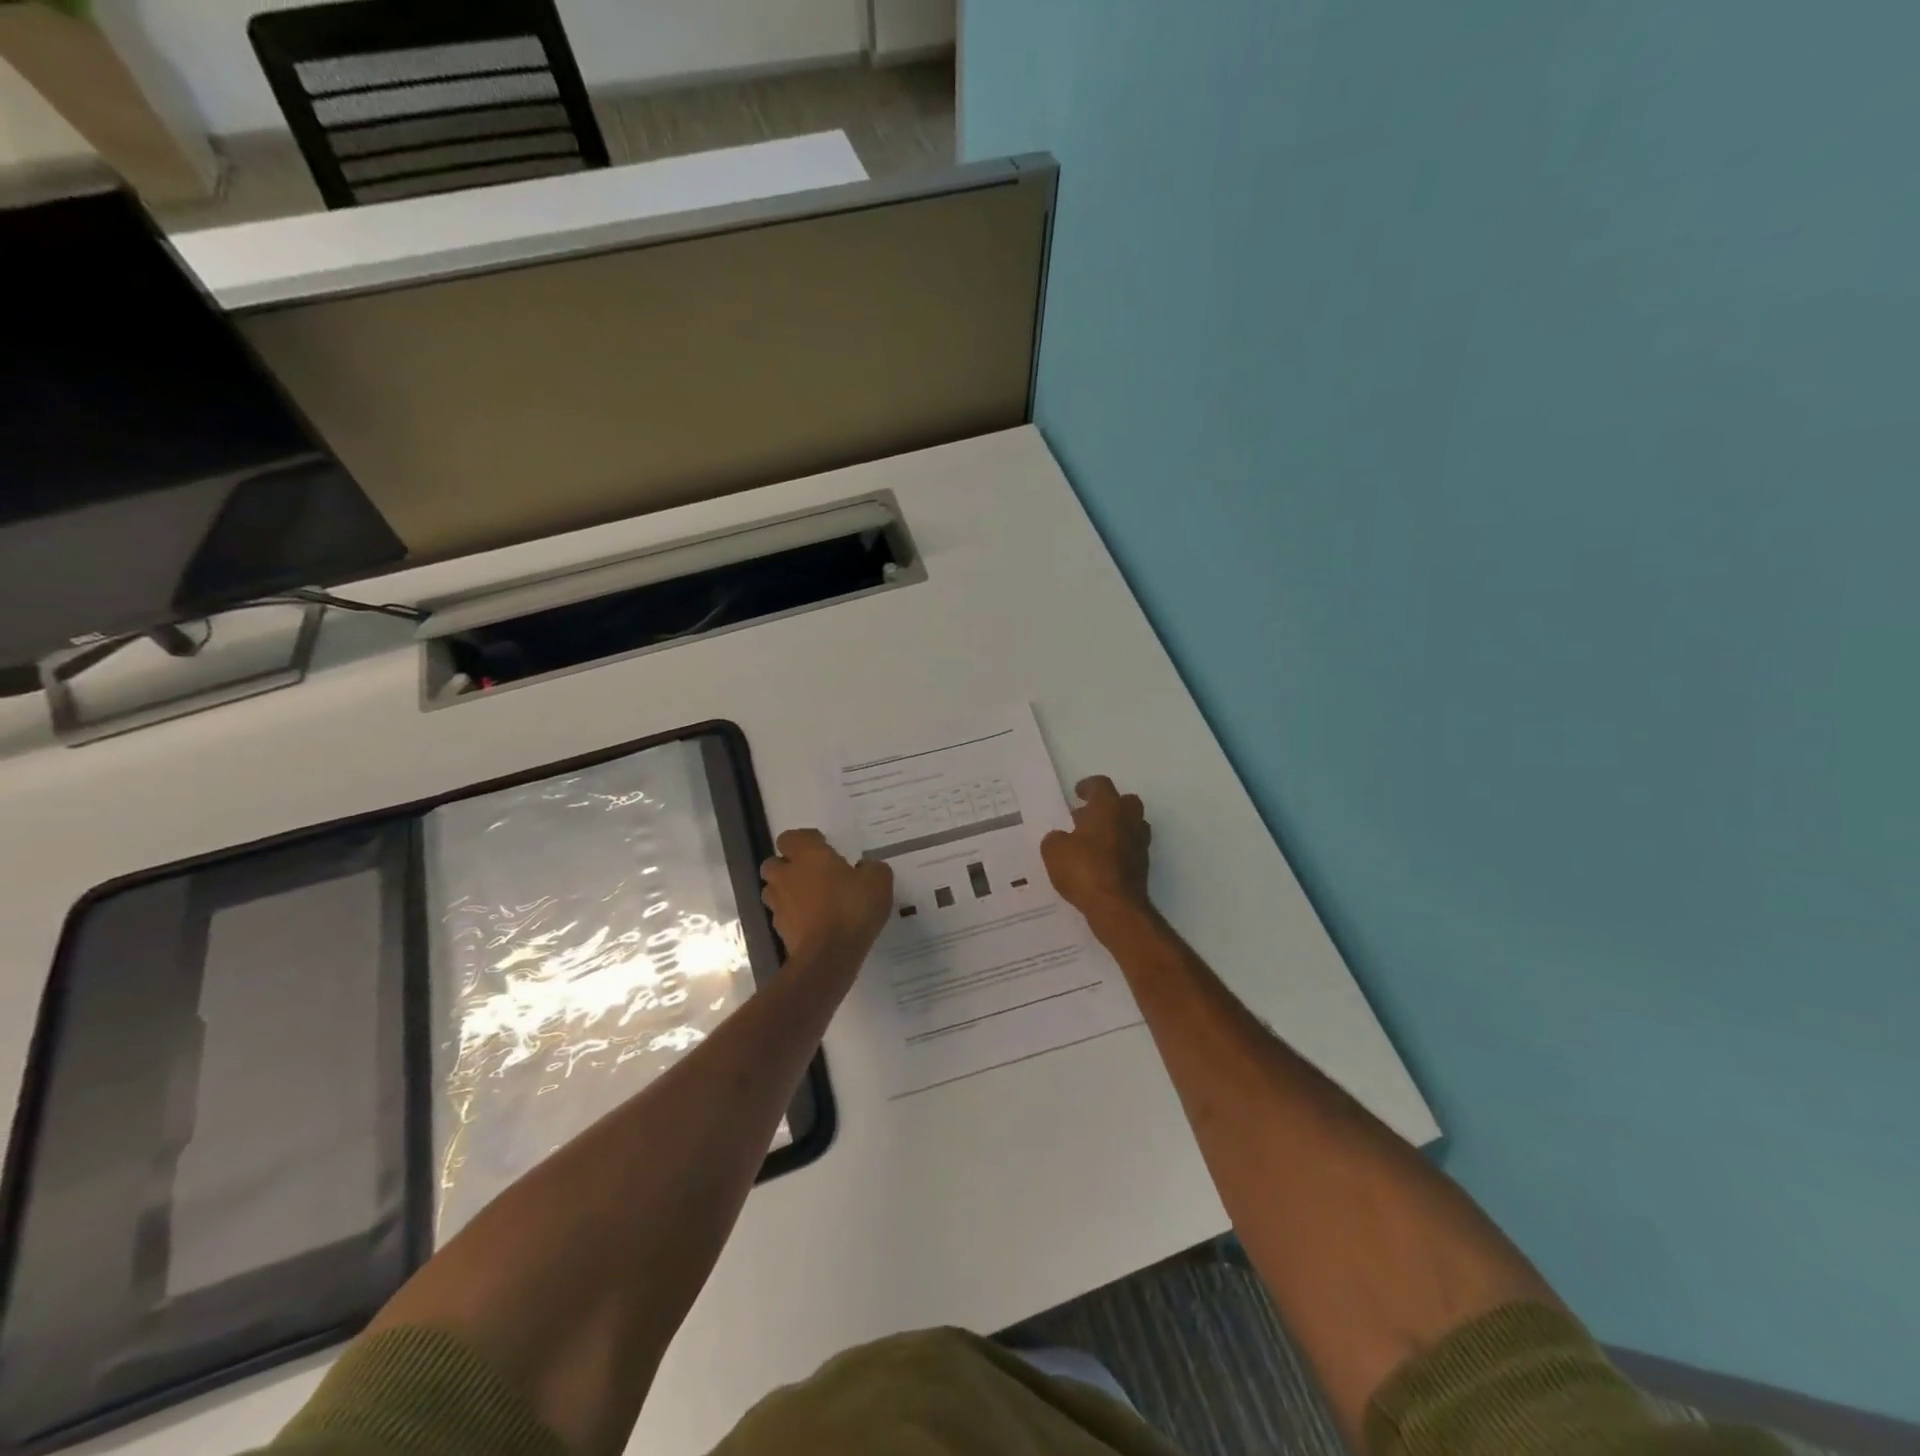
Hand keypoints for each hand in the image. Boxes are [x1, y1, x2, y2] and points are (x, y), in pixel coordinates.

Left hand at [761, 828, 893, 960]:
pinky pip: (782, 916)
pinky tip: (813, 922)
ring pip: (772, 890)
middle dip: (787, 866)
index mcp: (808, 856)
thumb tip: (866, 868)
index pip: (791, 837)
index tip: (823, 847)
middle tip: (812, 873)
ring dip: (786, 891)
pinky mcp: (780, 931)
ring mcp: (779, 905)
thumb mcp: (878, 881)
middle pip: (773, 863)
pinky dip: (793, 916)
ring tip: (810, 899)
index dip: (805, 840)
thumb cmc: (852, 909)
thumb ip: (872, 868)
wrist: (829, 955)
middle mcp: (787, 876)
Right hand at [1041, 776, 1152, 925]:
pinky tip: (1099, 862)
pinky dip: (1118, 849)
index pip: (1101, 785)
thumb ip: (1055, 839)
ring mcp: (1139, 844)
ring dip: (1115, 828)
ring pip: (1131, 825)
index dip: (1088, 786)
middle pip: (1125, 801)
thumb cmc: (1084, 869)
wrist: (1116, 907)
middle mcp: (1129, 820)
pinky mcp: (1143, 866)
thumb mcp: (1053, 851)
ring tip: (1092, 840)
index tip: (1077, 793)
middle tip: (1086, 816)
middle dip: (1107, 805)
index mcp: (1108, 808)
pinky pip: (1130, 848)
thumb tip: (1060, 838)